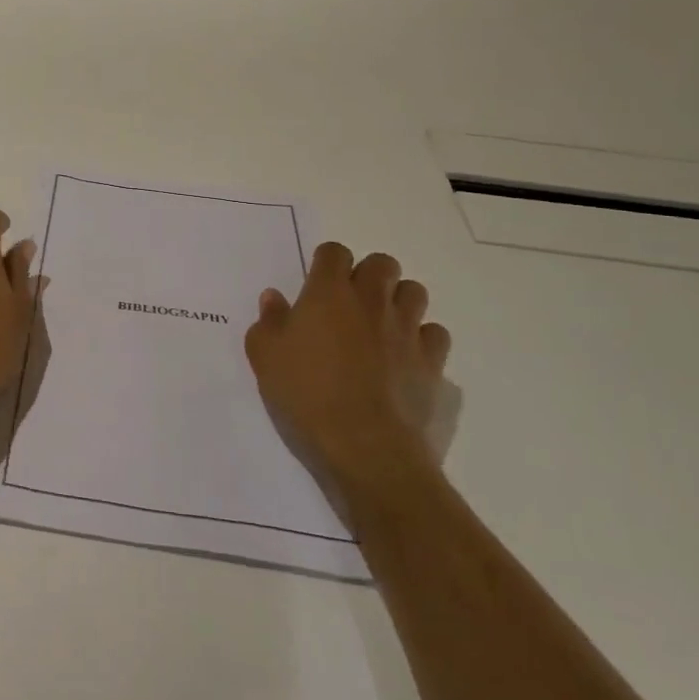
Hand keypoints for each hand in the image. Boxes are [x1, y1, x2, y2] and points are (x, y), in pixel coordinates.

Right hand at [244, 243, 451, 502]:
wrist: (365, 447)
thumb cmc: (305, 395)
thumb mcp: (264, 357)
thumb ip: (268, 322)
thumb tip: (274, 298)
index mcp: (328, 293)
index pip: (334, 252)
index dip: (325, 262)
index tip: (315, 284)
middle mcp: (371, 300)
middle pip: (382, 264)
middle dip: (368, 274)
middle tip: (349, 303)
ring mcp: (406, 330)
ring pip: (414, 292)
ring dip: (397, 300)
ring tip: (380, 325)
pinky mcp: (432, 362)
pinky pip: (434, 333)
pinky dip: (421, 338)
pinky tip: (404, 356)